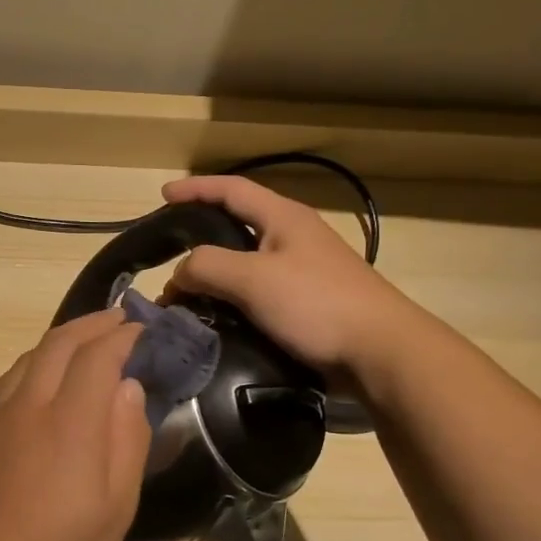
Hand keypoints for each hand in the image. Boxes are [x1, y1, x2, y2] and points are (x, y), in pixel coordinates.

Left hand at [0, 310, 151, 540]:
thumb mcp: (117, 507)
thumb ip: (127, 440)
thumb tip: (127, 387)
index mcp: (68, 422)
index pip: (98, 356)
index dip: (123, 336)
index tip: (143, 329)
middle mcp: (27, 404)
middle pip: (60, 342)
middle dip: (94, 323)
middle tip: (120, 319)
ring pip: (31, 356)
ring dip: (63, 340)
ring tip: (88, 341)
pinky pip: (9, 378)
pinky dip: (37, 363)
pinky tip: (46, 378)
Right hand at [162, 175, 414, 373]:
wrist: (378, 352)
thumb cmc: (316, 303)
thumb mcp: (253, 278)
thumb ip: (207, 267)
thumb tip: (178, 275)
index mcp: (284, 218)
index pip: (231, 190)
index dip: (195, 189)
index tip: (162, 195)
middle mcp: (293, 237)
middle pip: (236, 225)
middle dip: (200, 235)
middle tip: (168, 252)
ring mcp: (302, 271)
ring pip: (244, 263)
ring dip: (212, 275)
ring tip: (183, 294)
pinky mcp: (305, 304)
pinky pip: (256, 293)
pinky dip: (230, 300)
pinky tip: (215, 318)